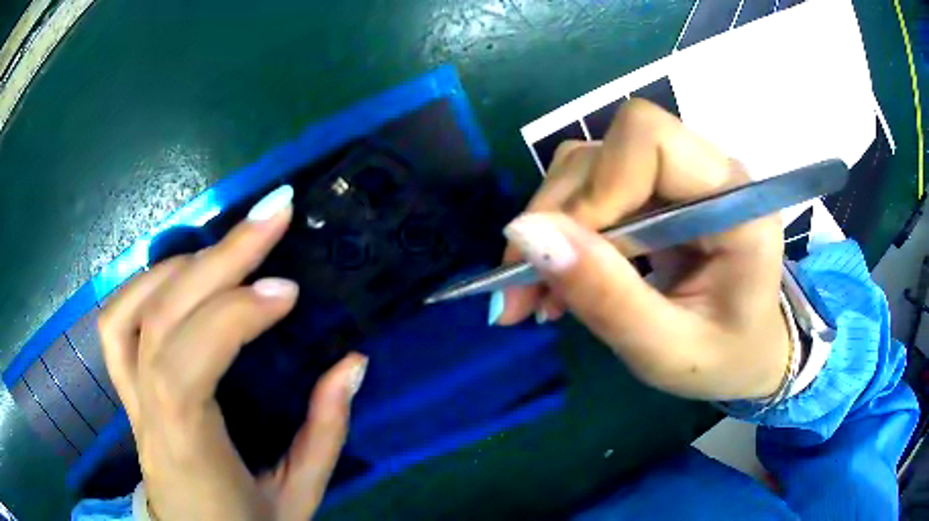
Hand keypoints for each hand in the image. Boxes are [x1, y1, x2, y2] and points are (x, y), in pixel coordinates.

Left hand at [98, 186, 367, 520]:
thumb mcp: (297, 497)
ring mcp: (129, 397)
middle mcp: (146, 414)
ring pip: (128, 311)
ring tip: (230, 245)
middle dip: (219, 258)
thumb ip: (324, 434)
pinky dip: (144, 284)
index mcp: (187, 449)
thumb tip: (352, 362)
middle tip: (275, 212)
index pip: (186, 367)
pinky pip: (116, 324)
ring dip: (181, 265)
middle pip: (160, 318)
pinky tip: (180, 274)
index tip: (288, 291)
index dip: (233, 317)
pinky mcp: (127, 389)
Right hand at [496, 100, 788, 400]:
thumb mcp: (668, 350)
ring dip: (550, 226)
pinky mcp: (656, 193)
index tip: (561, 257)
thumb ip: (606, 296)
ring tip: (537, 294)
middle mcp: (706, 170)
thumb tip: (524, 233)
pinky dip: (561, 232)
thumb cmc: (726, 359)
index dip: (596, 188)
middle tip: (524, 291)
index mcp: (734, 199)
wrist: (747, 353)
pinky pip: (590, 189)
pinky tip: (556, 278)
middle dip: (556, 216)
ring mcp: (678, 178)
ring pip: (587, 166)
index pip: (649, 139)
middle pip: (607, 149)